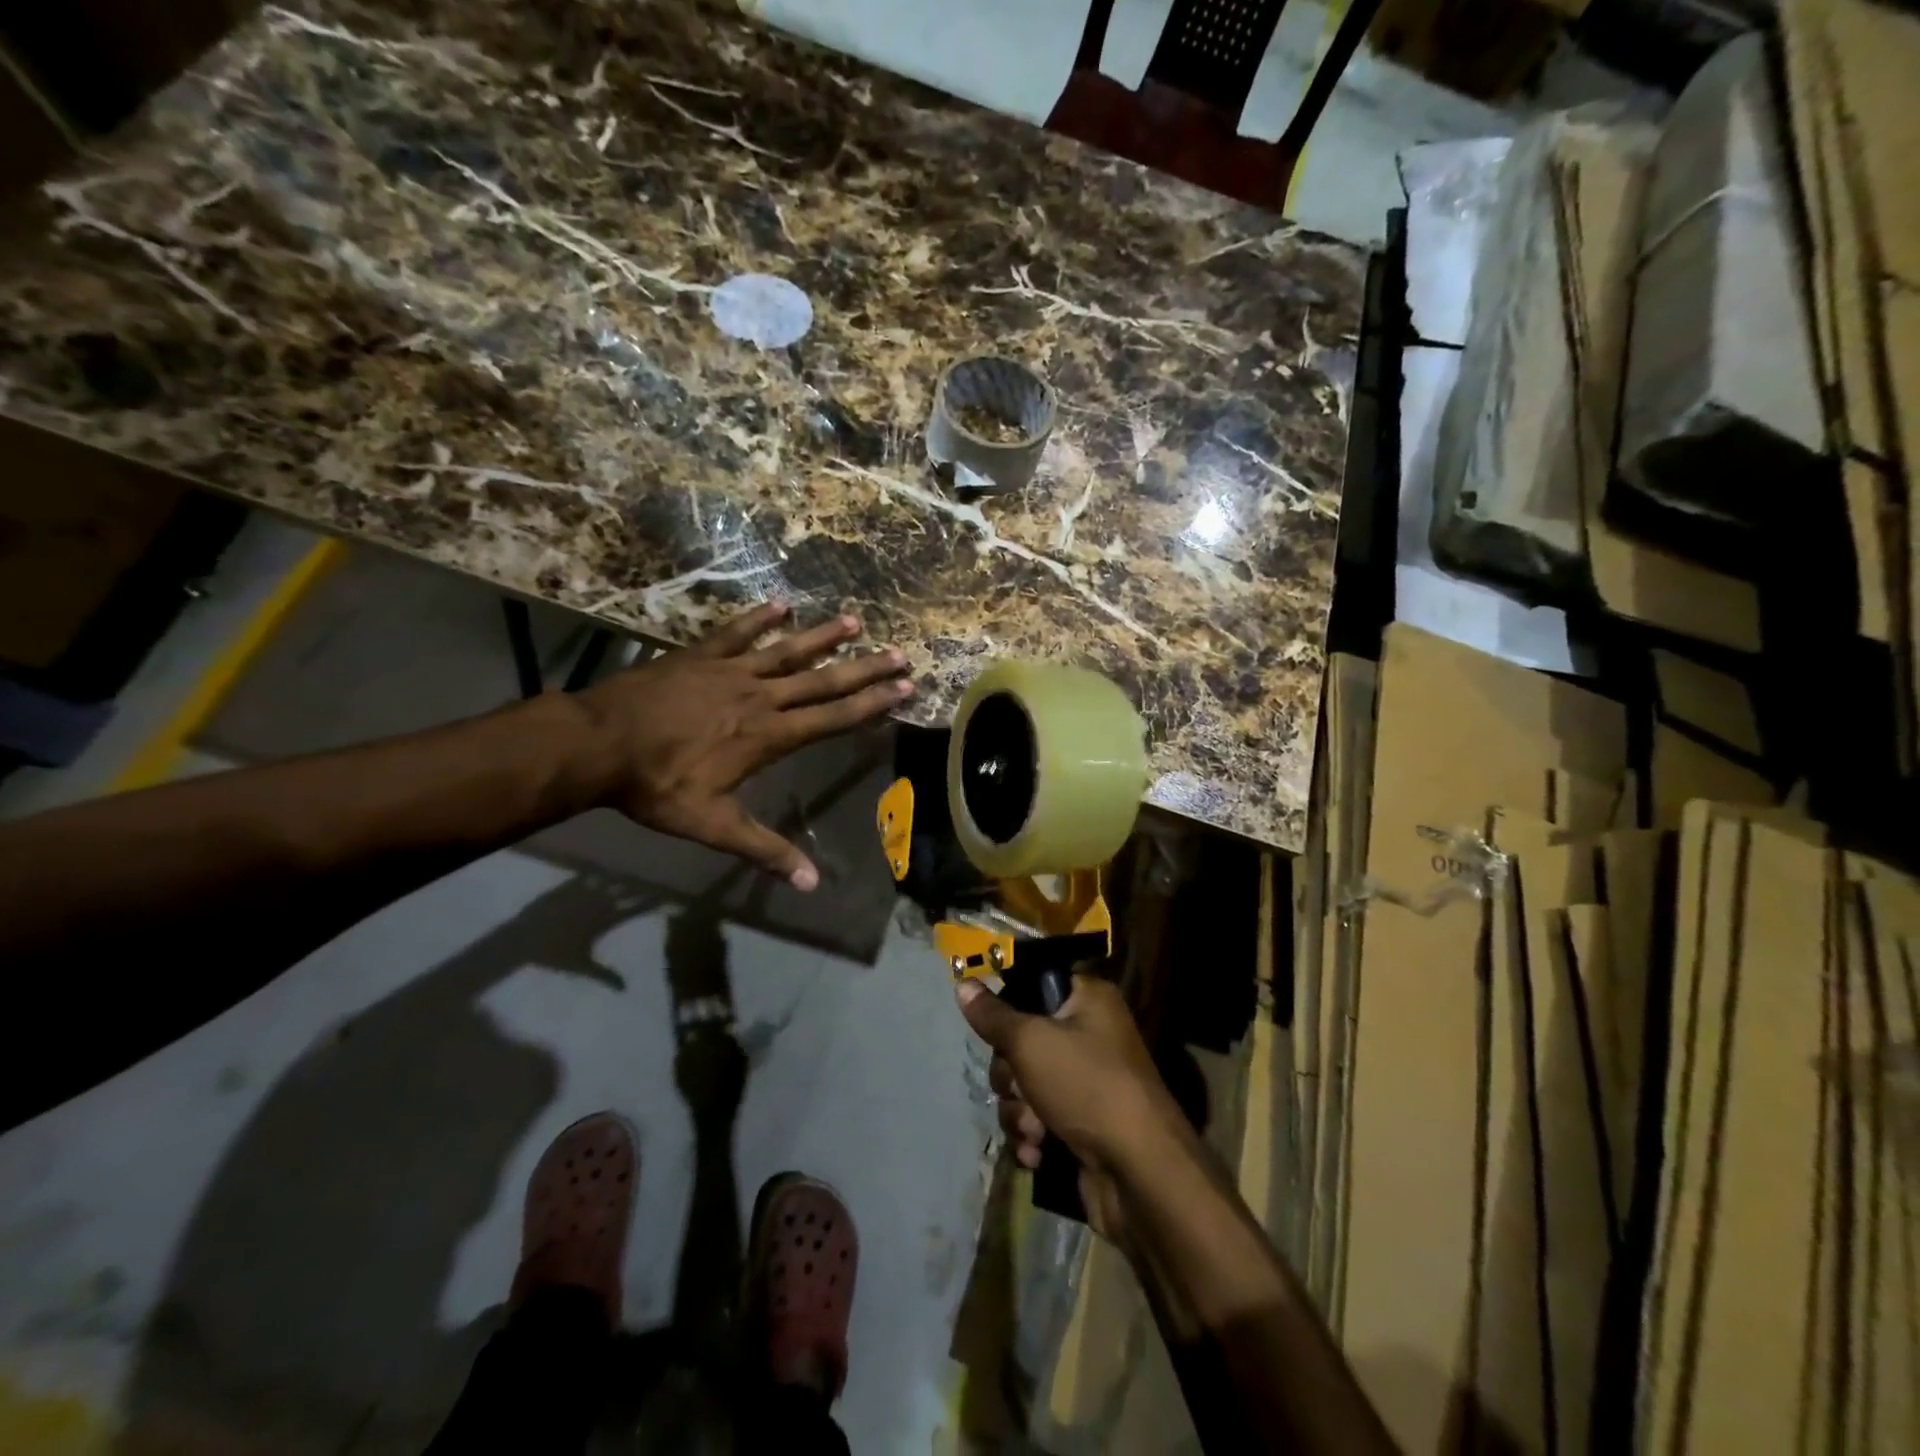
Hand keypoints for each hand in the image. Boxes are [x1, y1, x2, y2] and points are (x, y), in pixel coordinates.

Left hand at [578, 602, 910, 888]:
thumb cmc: (657, 786)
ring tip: (855, 620)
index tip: (904, 687)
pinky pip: (736, 633)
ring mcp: (729, 671)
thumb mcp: (712, 825)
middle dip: (864, 668)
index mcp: (768, 736)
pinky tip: (780, 603)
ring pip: (787, 651)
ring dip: (823, 636)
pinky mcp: (699, 656)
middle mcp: (759, 697)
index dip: (871, 703)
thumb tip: (810, 884)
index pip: (832, 717)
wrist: (597, 744)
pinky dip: (758, 618)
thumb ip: (764, 849)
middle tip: (900, 652)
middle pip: (822, 680)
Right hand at [956, 975, 1186, 1246]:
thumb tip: (963, 984)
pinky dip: (1032, 1136)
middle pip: (1022, 1040)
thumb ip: (993, 1016)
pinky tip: (1038, 1153)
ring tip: (1034, 1129)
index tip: (995, 1026)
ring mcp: (1085, 1083)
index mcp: (1088, 1000)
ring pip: (1024, 1085)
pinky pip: (1036, 1119)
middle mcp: (1089, 1035)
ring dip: (1019, 1110)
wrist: (1139, 1174)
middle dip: (1010, 1073)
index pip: (1034, 984)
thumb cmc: (1087, 1087)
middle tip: (1018, 1086)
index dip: (1009, 1005)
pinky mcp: (1079, 1126)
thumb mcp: (1031, 1042)